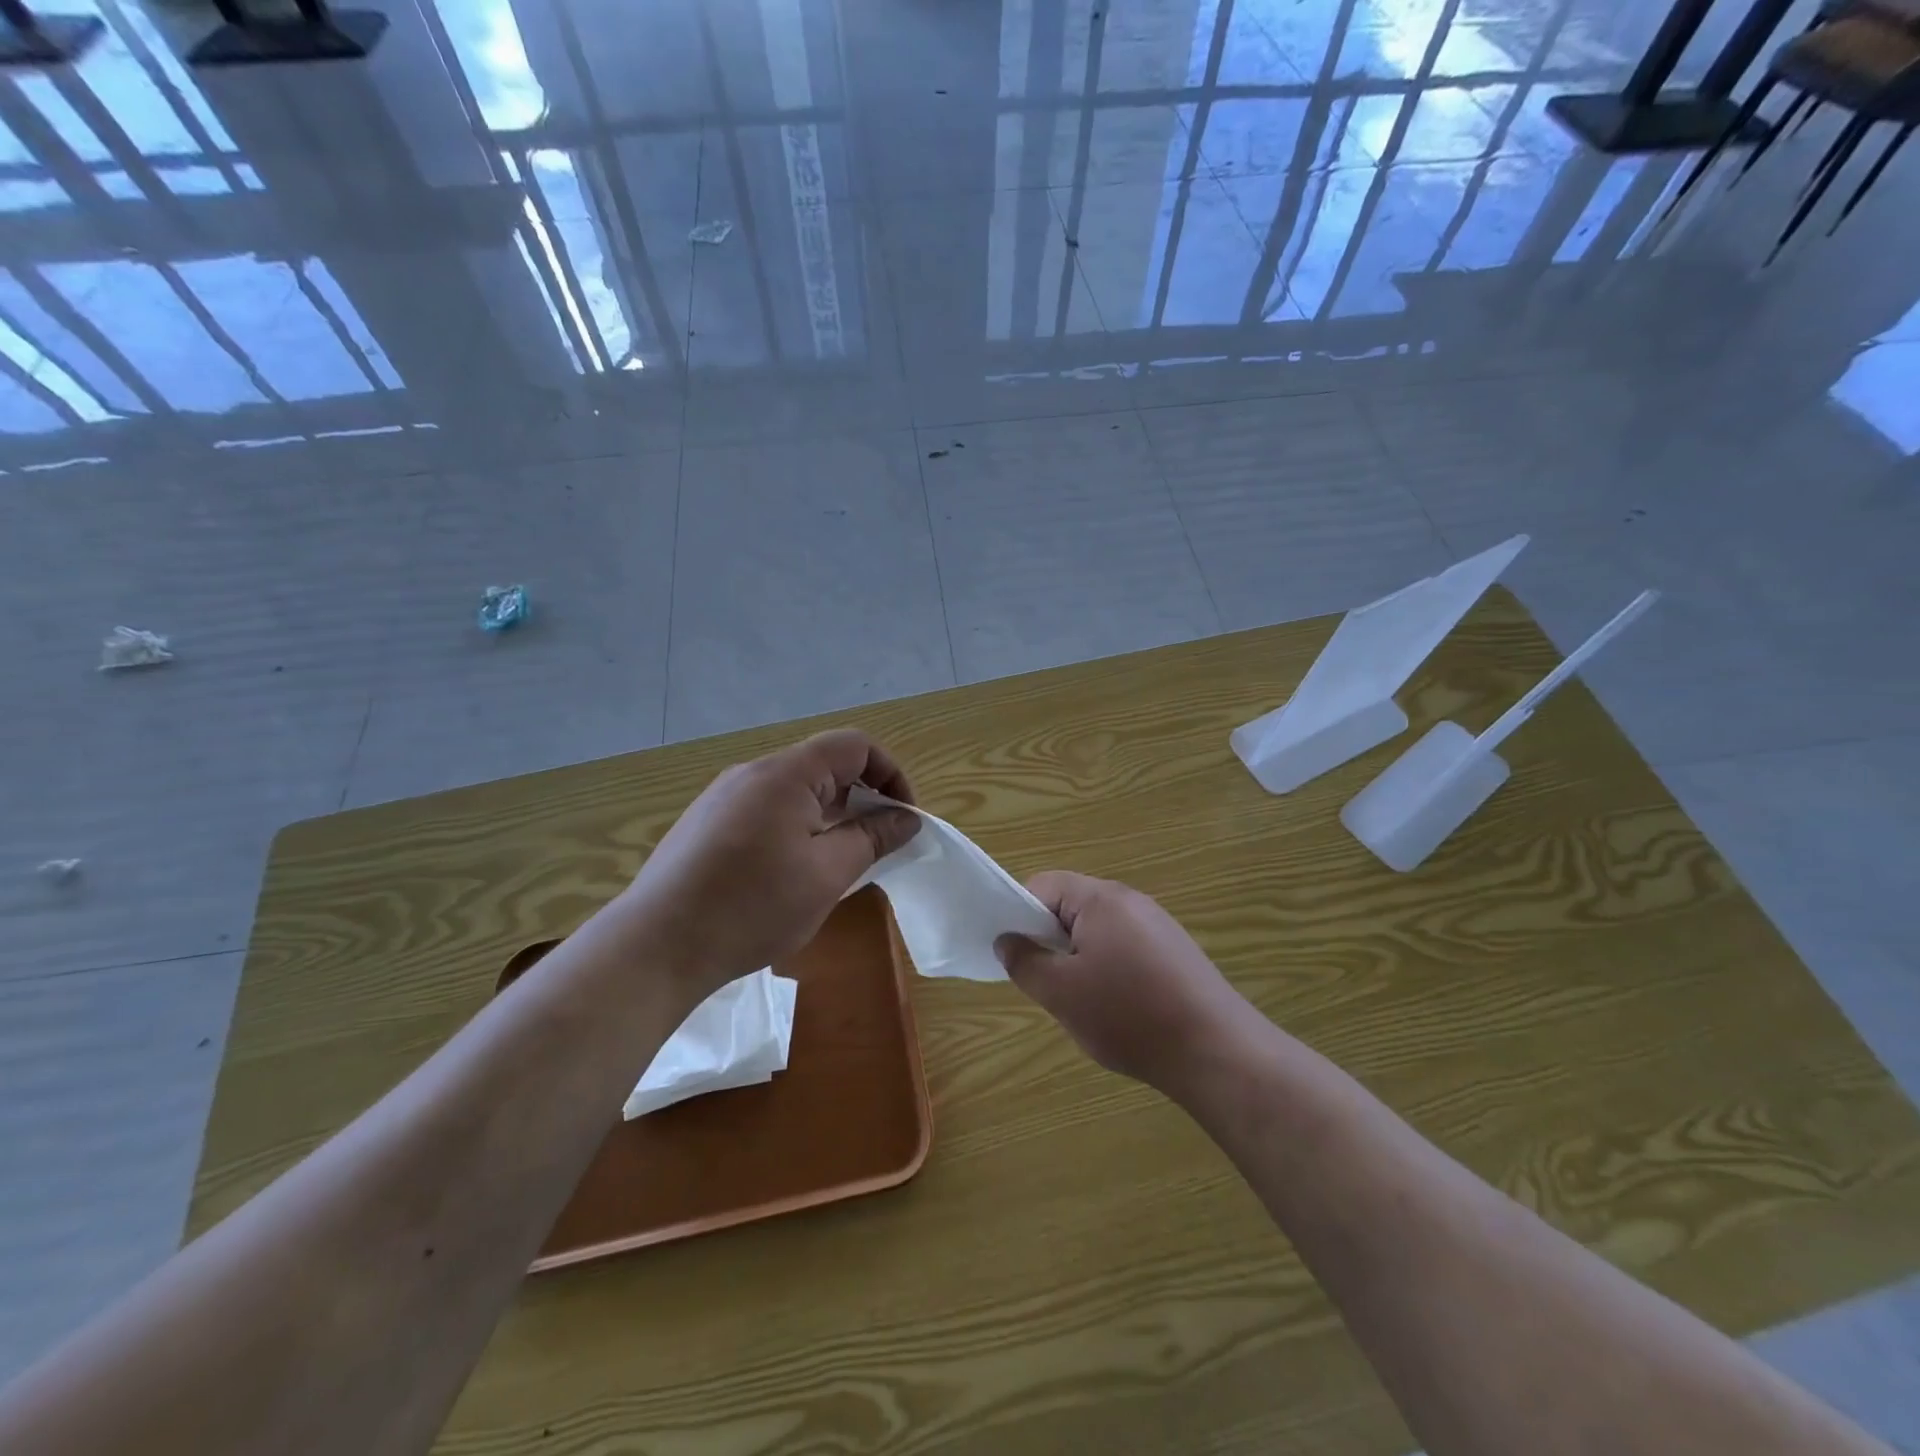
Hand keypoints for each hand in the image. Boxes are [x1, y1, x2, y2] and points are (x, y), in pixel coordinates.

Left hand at [619, 730, 919, 997]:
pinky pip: (766, 810)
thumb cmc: (752, 906)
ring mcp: (724, 797)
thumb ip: (872, 838)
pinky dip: (796, 828)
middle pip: (824, 765)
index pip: (855, 745)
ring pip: (795, 791)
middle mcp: (753, 772)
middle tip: (875, 846)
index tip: (902, 819)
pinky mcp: (706, 823)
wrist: (656, 946)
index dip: (890, 774)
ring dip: (829, 816)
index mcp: (786, 773)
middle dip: (861, 798)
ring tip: (836, 864)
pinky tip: (789, 874)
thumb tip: (906, 818)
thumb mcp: (828, 874)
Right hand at [995, 873, 1255, 1093]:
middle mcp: (1130, 899)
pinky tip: (1119, 1006)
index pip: (1042, 886)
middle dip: (1050, 940)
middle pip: (1070, 905)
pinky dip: (1109, 968)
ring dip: (1079, 957)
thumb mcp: (1061, 993)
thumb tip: (1006, 940)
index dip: (1019, 915)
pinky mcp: (1174, 949)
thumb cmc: (1129, 1015)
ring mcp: (1157, 923)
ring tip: (1083, 1000)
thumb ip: (1025, 962)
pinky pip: (1124, 945)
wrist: (1217, 1051)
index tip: (1018, 956)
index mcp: (1100, 898)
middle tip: (1048, 983)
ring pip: (1097, 929)